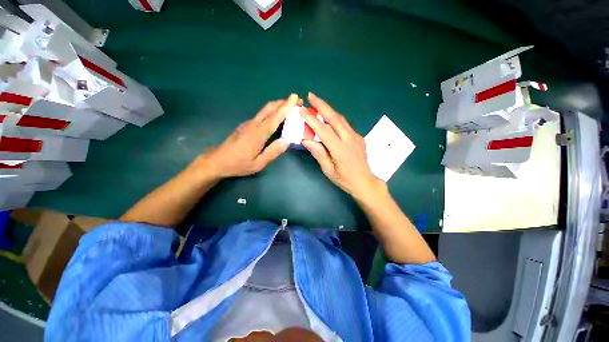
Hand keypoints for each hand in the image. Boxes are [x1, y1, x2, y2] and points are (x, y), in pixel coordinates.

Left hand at [199, 94, 298, 178]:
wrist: (216, 161)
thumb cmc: (238, 164)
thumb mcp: (258, 164)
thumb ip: (273, 152)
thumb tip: (286, 141)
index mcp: (257, 134)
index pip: (274, 118)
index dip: (285, 107)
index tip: (295, 97)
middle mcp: (253, 125)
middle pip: (269, 108)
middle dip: (283, 102)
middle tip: (297, 100)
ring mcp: (248, 124)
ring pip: (265, 110)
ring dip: (278, 106)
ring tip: (290, 107)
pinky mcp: (245, 125)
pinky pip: (261, 115)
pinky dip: (272, 112)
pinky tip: (277, 117)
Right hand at [301, 93, 384, 199]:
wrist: (365, 182)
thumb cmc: (344, 179)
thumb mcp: (328, 170)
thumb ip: (318, 153)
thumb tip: (306, 140)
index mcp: (340, 149)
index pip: (324, 131)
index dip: (312, 119)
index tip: (302, 110)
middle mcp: (349, 139)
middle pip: (335, 118)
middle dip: (322, 105)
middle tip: (311, 96)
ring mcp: (356, 137)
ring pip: (341, 119)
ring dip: (329, 109)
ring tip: (318, 103)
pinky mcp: (358, 137)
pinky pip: (345, 124)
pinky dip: (335, 118)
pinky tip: (329, 118)